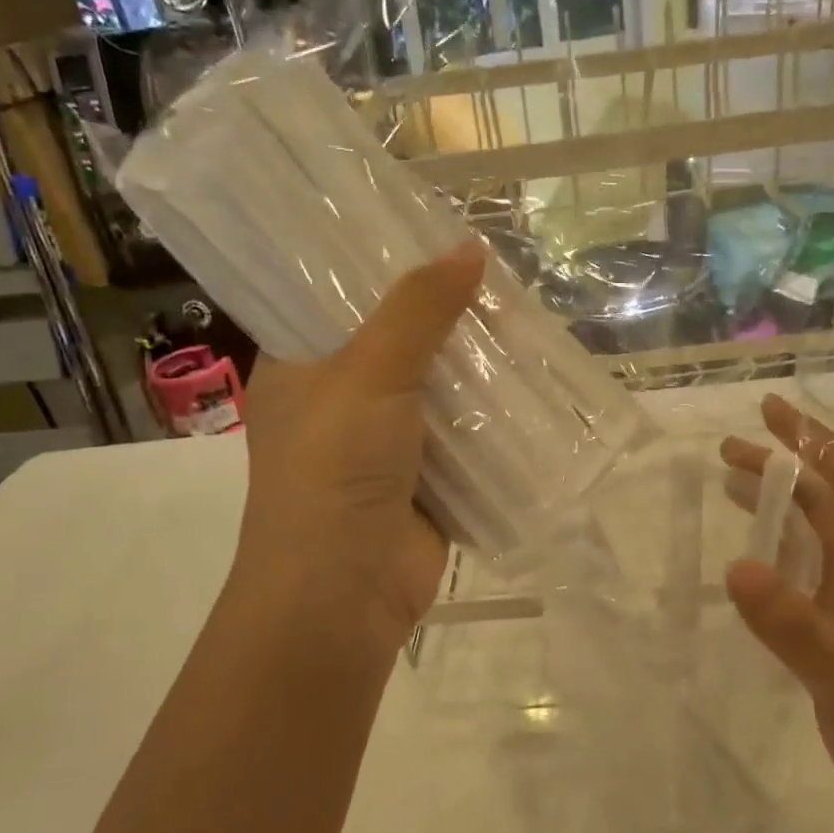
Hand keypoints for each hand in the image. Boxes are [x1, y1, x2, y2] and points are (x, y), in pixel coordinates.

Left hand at [229, 242, 486, 674]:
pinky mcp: (425, 482)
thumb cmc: (333, 471)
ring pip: (437, 390)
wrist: (343, 595)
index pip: (339, 299)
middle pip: (400, 343)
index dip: (385, 268)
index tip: (434, 237)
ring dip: (476, 369)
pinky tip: (532, 384)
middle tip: (499, 280)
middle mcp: (339, 401)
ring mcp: (384, 445)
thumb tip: (470, 247)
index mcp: (301, 367)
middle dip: (447, 319)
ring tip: (527, 322)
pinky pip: (464, 436)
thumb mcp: (368, 374)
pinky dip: (493, 417)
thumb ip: (418, 309)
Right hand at [721, 394, 833, 832]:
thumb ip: (800, 630)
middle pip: (831, 500)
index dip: (813, 443)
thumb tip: (738, 566)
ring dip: (779, 503)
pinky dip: (777, 551)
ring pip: (818, 534)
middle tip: (726, 449)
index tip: (769, 412)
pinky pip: (806, 573)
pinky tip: (747, 556)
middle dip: (785, 467)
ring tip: (728, 482)